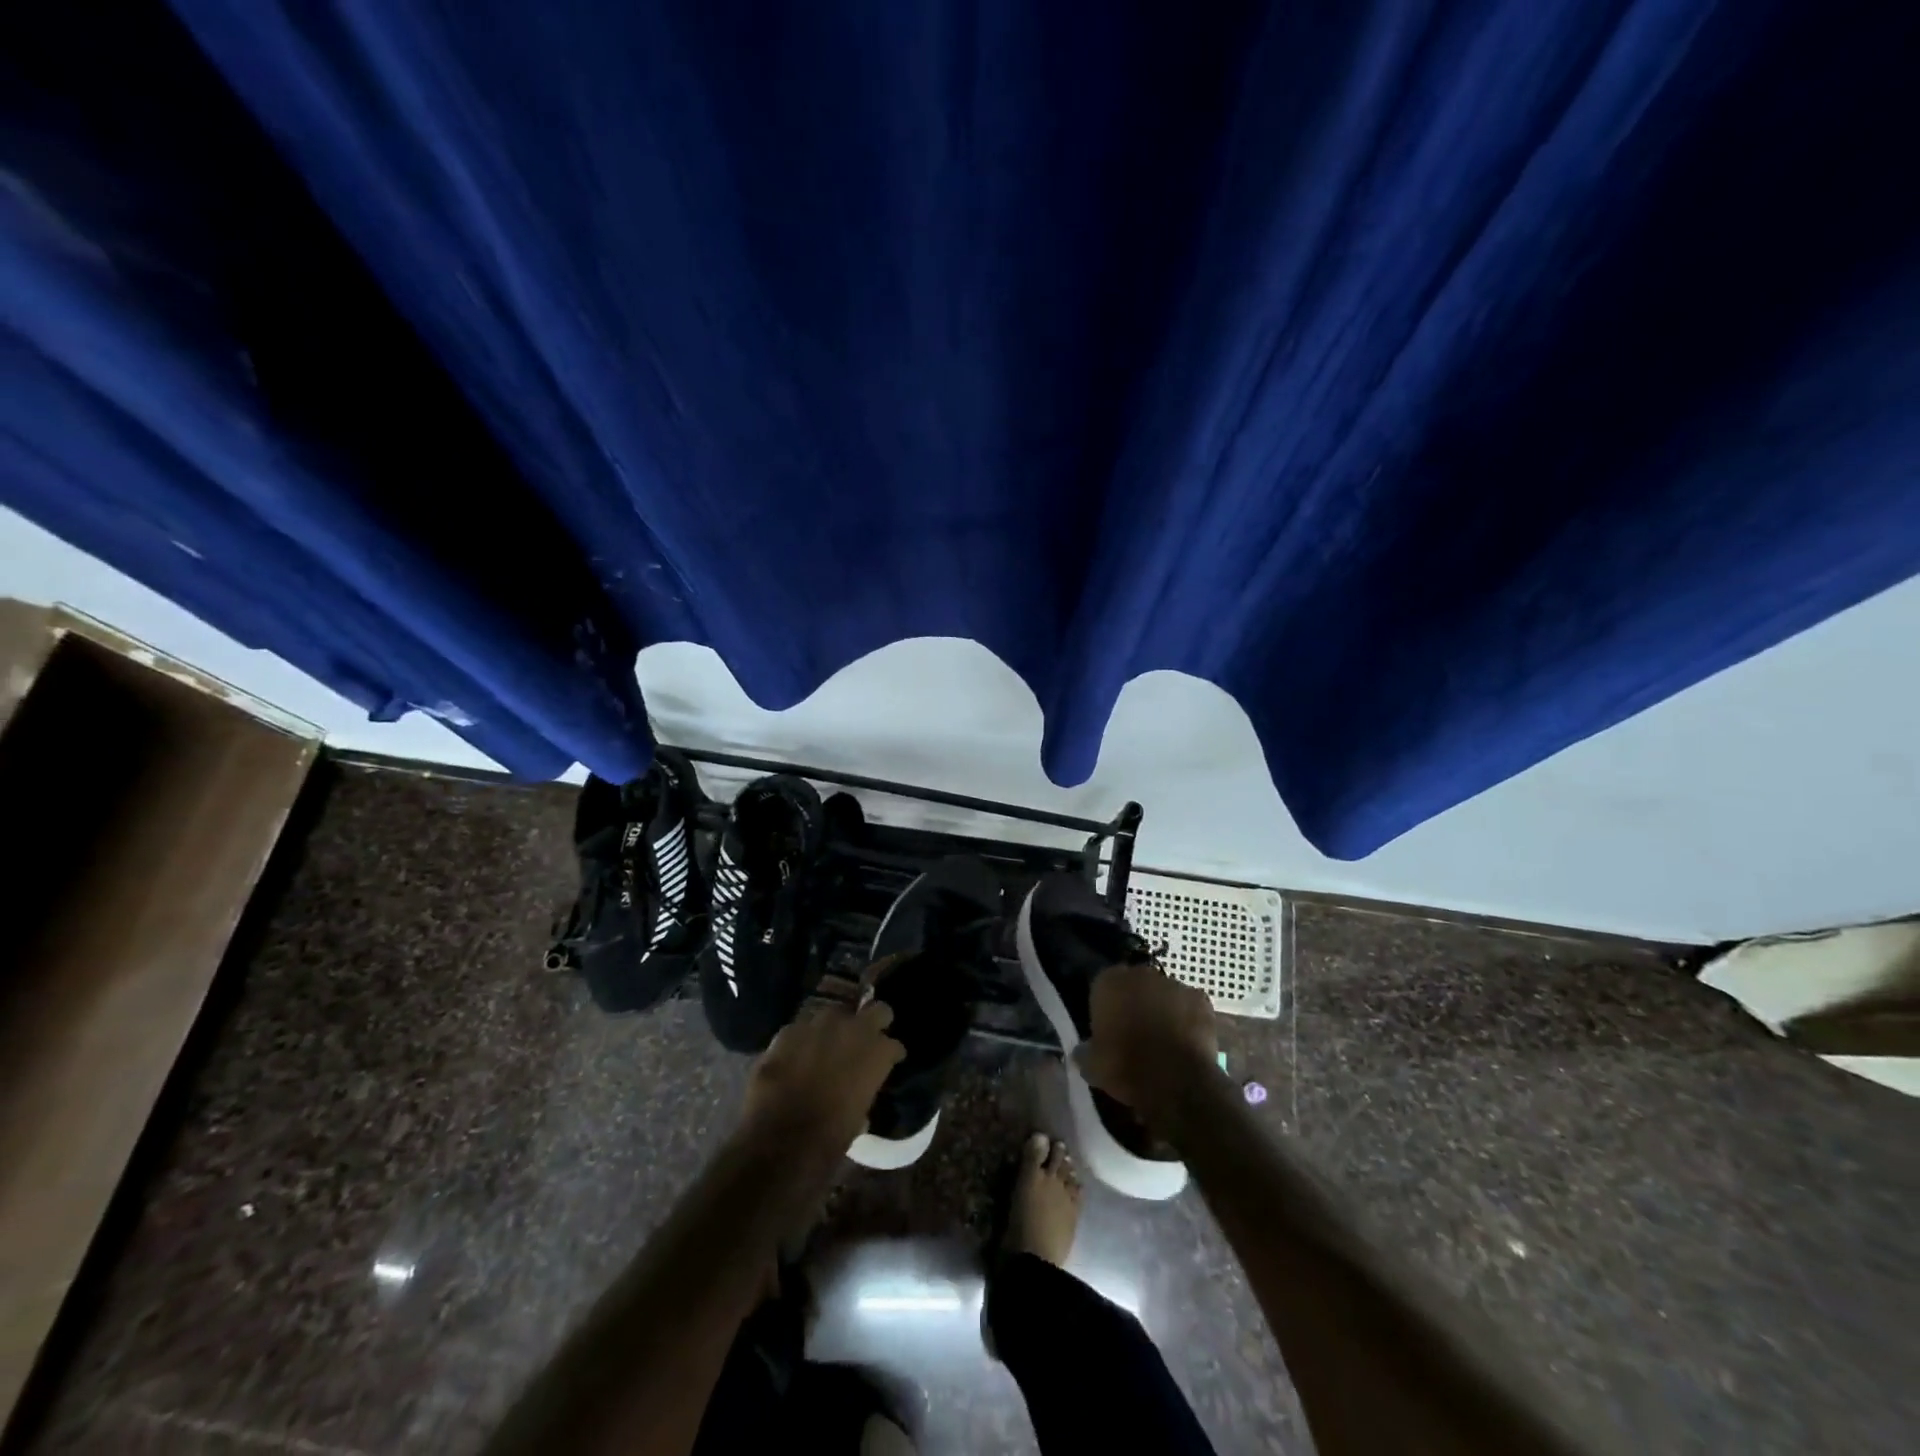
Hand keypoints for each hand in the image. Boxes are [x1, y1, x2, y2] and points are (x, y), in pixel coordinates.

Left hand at [739, 1001, 903, 1159]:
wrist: (777, 1141)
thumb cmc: (828, 1140)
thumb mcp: (857, 1118)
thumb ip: (863, 1092)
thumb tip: (857, 1090)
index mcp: (877, 1053)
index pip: (894, 1045)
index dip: (890, 1055)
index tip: (888, 1063)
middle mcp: (852, 1029)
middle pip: (876, 1010)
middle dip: (875, 1022)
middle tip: (867, 1039)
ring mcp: (818, 1025)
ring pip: (834, 1014)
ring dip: (835, 1029)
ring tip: (827, 1047)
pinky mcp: (787, 1032)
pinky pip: (801, 1030)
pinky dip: (802, 1041)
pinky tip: (795, 1057)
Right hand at [1076, 960, 1219, 1130]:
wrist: (1177, 1082)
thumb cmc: (1127, 1067)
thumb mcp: (1093, 1066)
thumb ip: (1085, 1051)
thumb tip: (1082, 1051)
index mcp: (1109, 982)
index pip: (1103, 985)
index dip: (1106, 1005)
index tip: (1108, 1026)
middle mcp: (1141, 974)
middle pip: (1135, 984)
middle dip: (1135, 1001)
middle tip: (1134, 1031)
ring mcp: (1174, 984)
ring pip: (1163, 993)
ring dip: (1162, 1008)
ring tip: (1163, 1039)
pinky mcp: (1201, 999)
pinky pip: (1189, 1005)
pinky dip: (1187, 1018)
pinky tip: (1185, 1040)